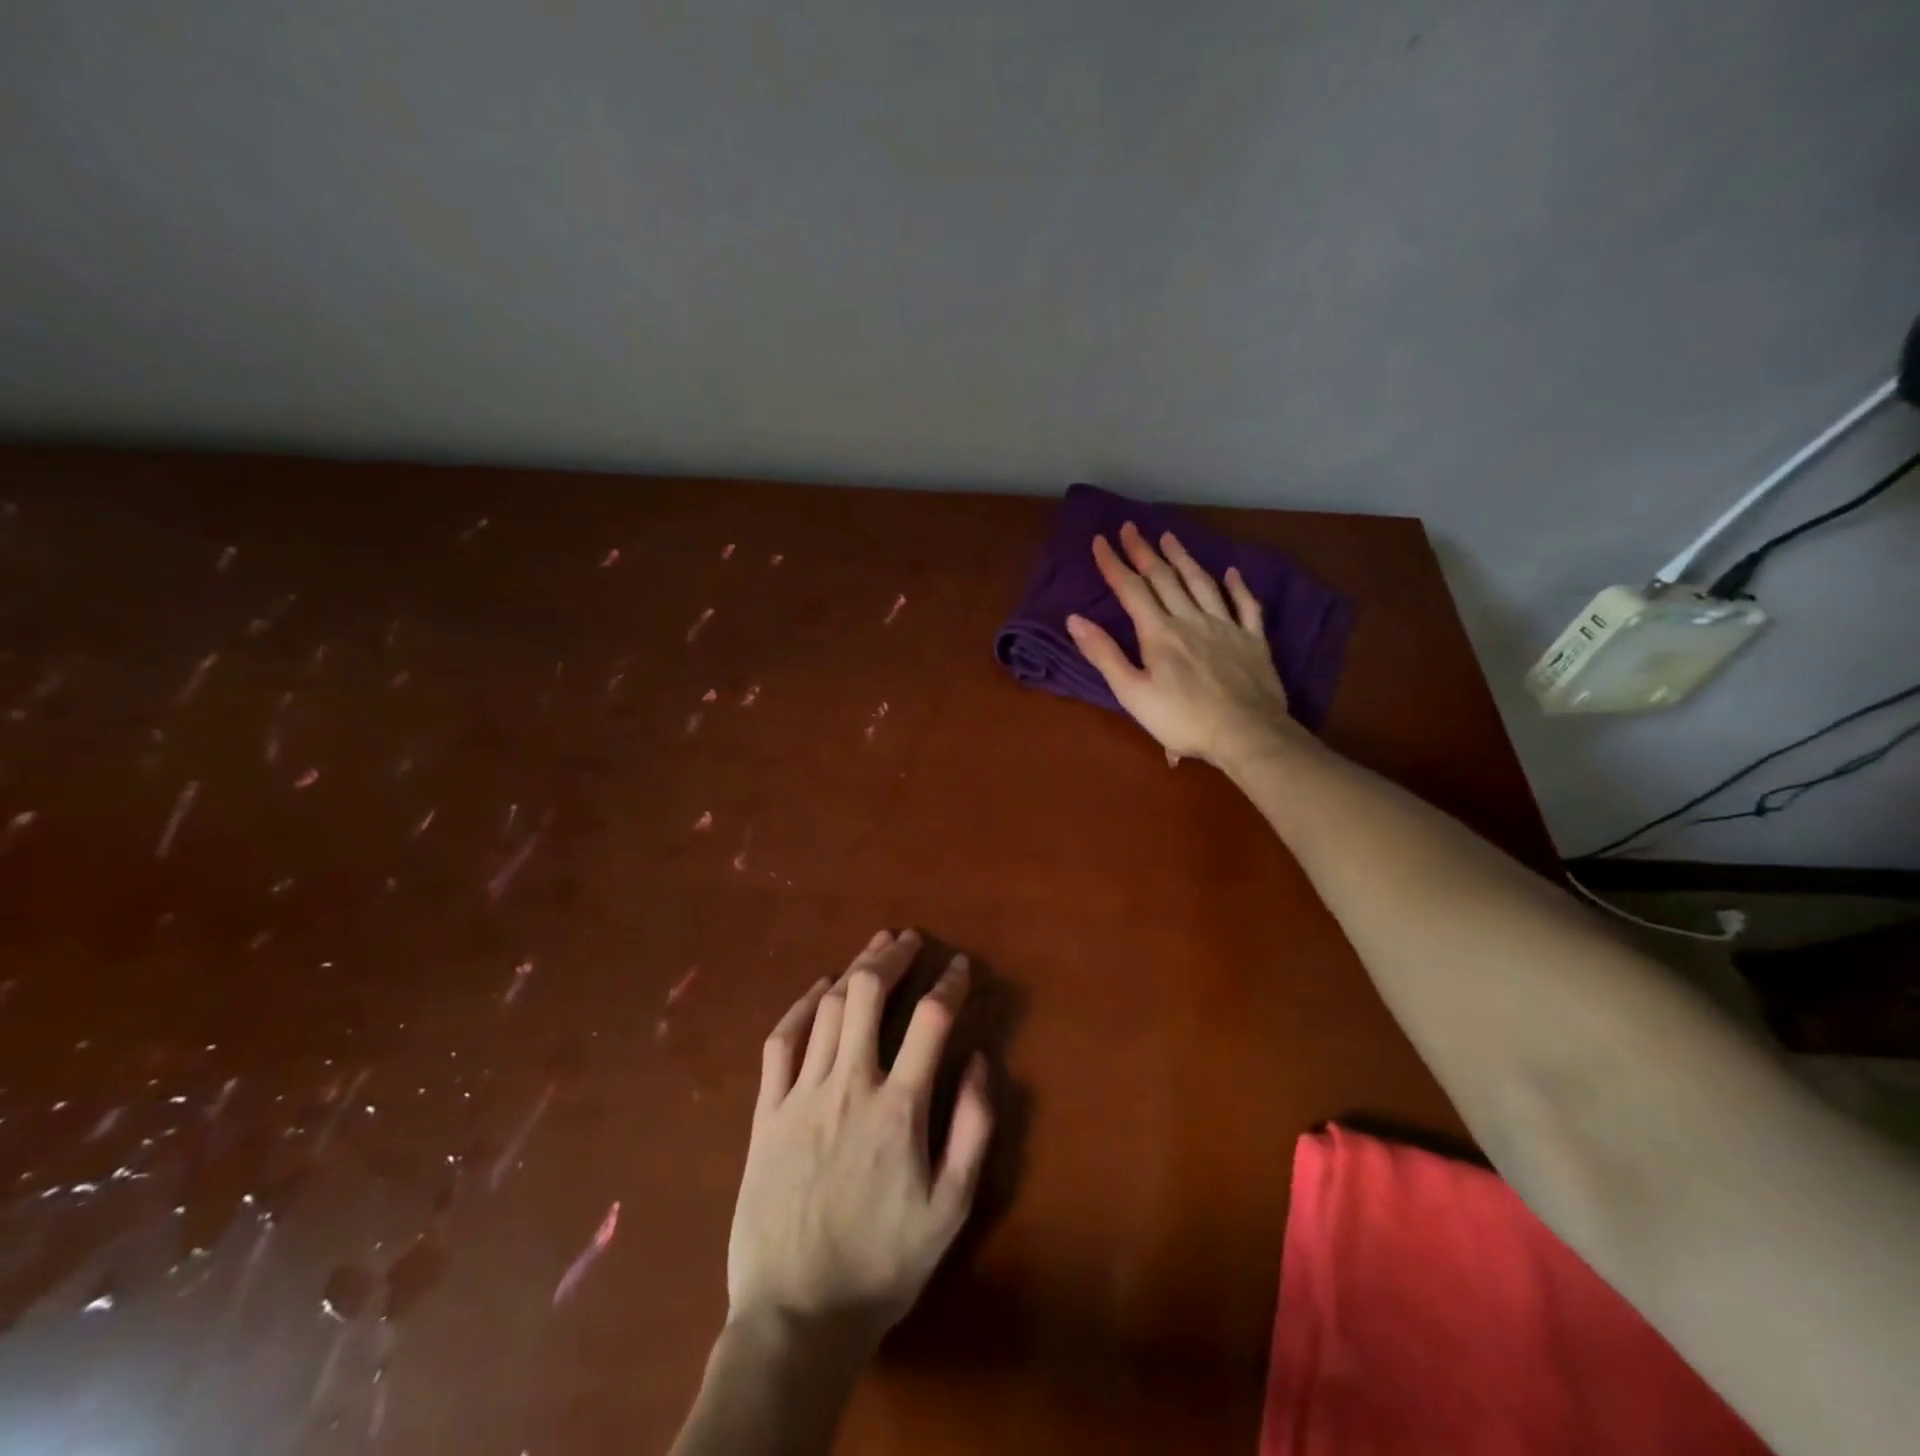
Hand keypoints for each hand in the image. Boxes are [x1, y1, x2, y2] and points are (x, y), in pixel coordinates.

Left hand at [727, 929, 991, 1350]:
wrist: (797, 1317)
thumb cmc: (882, 1264)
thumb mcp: (950, 1209)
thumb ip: (973, 1129)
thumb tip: (982, 1061)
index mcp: (899, 1108)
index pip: (931, 1020)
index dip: (949, 983)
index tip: (959, 967)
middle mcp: (849, 1086)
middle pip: (868, 994)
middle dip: (892, 956)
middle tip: (908, 939)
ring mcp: (801, 1095)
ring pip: (828, 1009)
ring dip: (853, 969)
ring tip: (874, 948)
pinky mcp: (766, 1112)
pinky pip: (781, 1042)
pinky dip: (801, 1006)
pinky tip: (818, 989)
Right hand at [1067, 522, 1298, 768]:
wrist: (1245, 733)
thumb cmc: (1182, 719)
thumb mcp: (1132, 693)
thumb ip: (1104, 655)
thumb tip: (1075, 619)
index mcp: (1159, 633)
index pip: (1131, 590)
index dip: (1114, 564)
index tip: (1099, 541)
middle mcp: (1190, 619)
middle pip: (1164, 578)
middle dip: (1143, 551)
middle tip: (1130, 527)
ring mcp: (1225, 626)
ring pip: (1201, 583)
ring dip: (1183, 558)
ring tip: (1169, 537)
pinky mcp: (1252, 640)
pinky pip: (1245, 605)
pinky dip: (1237, 586)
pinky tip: (1231, 572)